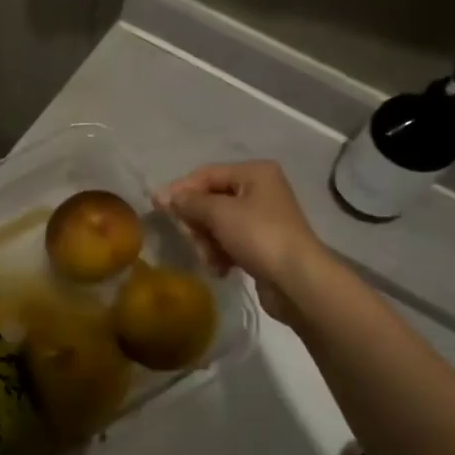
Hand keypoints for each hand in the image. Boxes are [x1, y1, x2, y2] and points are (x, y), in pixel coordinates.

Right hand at [159, 161, 328, 322]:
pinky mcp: (261, 244)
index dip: (180, 189)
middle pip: (210, 200)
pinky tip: (221, 269)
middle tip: (190, 239)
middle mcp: (259, 190)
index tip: (157, 208)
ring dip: (206, 242)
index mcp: (254, 173)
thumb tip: (161, 195)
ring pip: (217, 224)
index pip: (206, 174)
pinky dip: (220, 254)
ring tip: (209, 259)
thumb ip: (188, 202)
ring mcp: (262, 218)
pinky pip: (229, 242)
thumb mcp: (219, 213)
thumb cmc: (258, 236)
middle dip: (196, 222)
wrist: (297, 280)